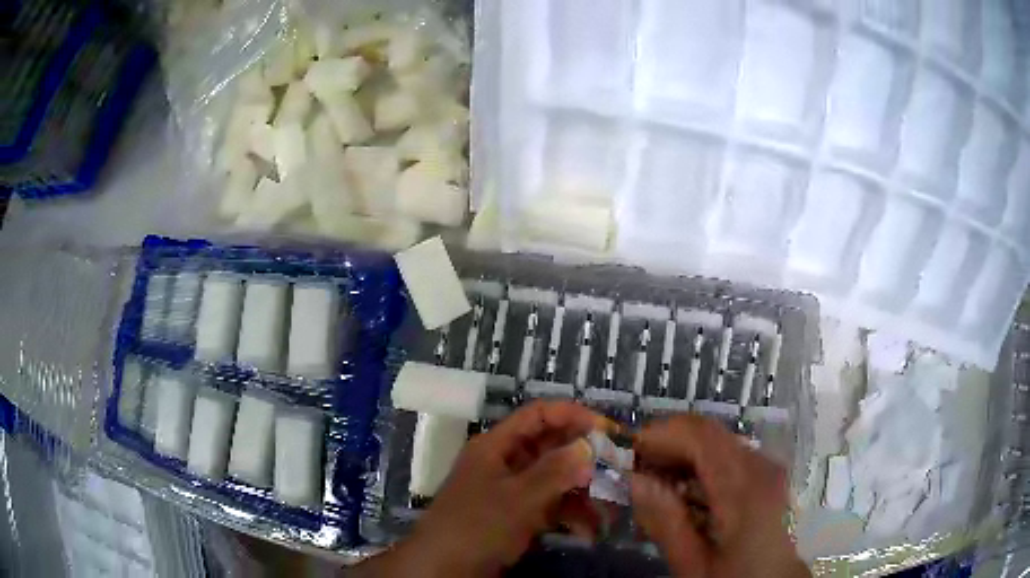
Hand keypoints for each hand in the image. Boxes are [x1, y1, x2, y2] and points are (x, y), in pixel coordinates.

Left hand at [360, 400, 607, 576]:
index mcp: (497, 446)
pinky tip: (589, 530)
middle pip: (551, 447)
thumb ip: (555, 471)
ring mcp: (514, 491)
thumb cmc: (476, 526)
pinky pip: (552, 506)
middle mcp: (506, 463)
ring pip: (556, 479)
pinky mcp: (519, 516)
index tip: (607, 430)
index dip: (573, 416)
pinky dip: (571, 515)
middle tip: (618, 469)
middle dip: (585, 458)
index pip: (538, 416)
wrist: (445, 569)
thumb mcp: (517, 498)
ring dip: (583, 491)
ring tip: (611, 506)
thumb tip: (590, 444)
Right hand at [630, 415, 808, 577]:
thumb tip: (636, 480)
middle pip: (708, 433)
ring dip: (681, 454)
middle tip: (634, 472)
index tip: (626, 454)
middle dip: (667, 444)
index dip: (660, 434)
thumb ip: (666, 523)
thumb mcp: (694, 564)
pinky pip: (727, 455)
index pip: (700, 436)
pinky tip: (682, 492)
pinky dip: (699, 464)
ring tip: (653, 484)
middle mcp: (760, 465)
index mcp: (743, 488)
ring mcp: (766, 467)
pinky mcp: (766, 474)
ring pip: (717, 441)